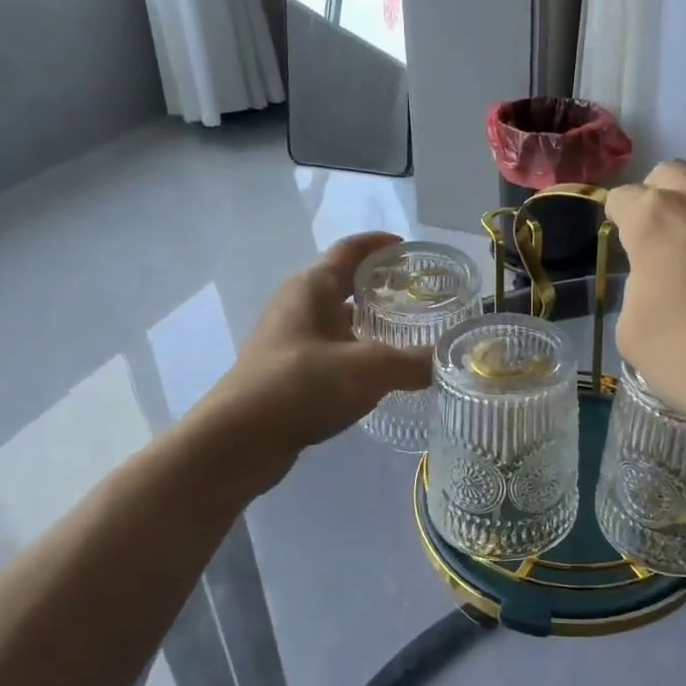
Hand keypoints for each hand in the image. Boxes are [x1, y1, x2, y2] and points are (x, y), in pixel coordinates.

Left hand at [199, 233, 432, 486]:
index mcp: (312, 287)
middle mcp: (296, 304)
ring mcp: (287, 339)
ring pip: (337, 320)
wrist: (238, 440)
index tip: (412, 250)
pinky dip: (354, 353)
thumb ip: (413, 363)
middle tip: (420, 297)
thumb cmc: (302, 385)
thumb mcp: (369, 370)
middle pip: (344, 283)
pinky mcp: (285, 370)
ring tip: (407, 336)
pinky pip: (328, 350)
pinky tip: (377, 375)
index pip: (351, 250)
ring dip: (368, 324)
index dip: (381, 245)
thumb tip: (447, 361)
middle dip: (381, 287)